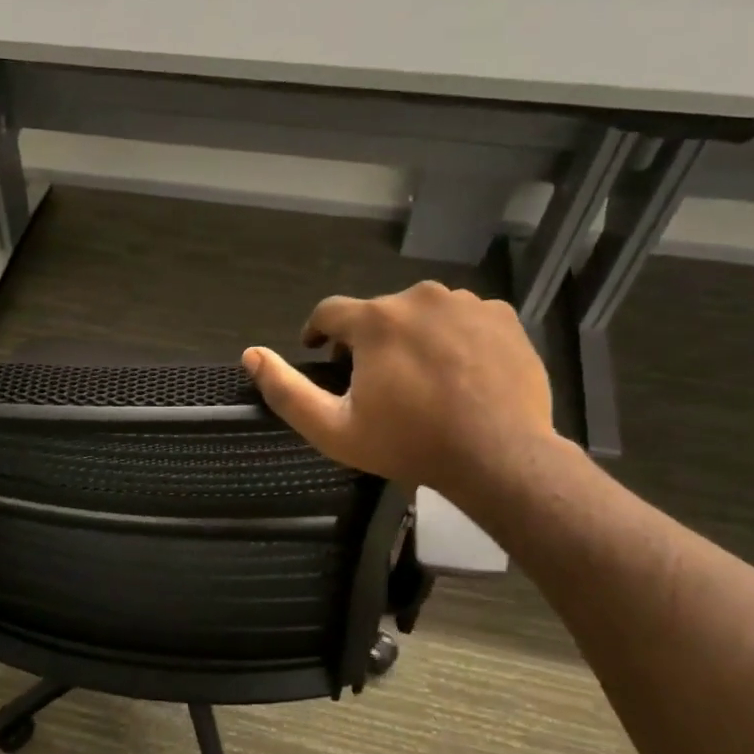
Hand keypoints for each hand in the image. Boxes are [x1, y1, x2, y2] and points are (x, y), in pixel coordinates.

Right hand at [242, 282, 561, 506]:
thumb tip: (250, 355)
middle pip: (378, 314)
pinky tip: (458, 374)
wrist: (500, 456)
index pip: (328, 312)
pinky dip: (453, 339)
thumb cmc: (409, 444)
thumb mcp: (333, 429)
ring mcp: (467, 303)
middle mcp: (420, 296)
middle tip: (375, 384)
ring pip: (421, 314)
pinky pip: (463, 318)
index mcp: (376, 320)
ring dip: (411, 338)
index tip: (320, 355)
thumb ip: (285, 391)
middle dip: (368, 342)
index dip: (318, 333)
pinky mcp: (503, 316)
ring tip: (420, 380)